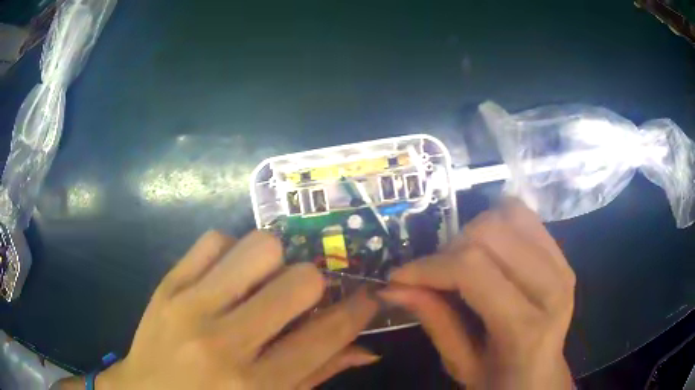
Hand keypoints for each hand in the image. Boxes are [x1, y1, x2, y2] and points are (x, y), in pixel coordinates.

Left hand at [90, 231, 377, 389]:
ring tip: (264, 280)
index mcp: (256, 384)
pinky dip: (231, 250)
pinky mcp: (167, 284)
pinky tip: (228, 274)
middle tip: (305, 294)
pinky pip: (214, 240)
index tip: (367, 295)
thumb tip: (365, 349)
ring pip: (257, 246)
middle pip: (297, 281)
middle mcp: (224, 342)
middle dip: (315, 282)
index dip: (358, 308)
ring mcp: (189, 306)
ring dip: (274, 260)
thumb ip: (318, 375)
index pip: (326, 334)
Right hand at [380, 199, 575, 388]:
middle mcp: (552, 287)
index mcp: (526, 328)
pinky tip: (487, 250)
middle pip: (490, 232)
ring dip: (472, 232)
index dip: (429, 266)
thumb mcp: (460, 364)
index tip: (399, 276)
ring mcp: (562, 265)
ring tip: (461, 262)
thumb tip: (393, 287)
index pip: (472, 269)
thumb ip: (434, 320)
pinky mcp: (562, 255)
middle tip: (433, 275)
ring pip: (508, 214)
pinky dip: (496, 223)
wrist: (542, 376)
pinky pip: (524, 216)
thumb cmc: (499, 381)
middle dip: (449, 249)